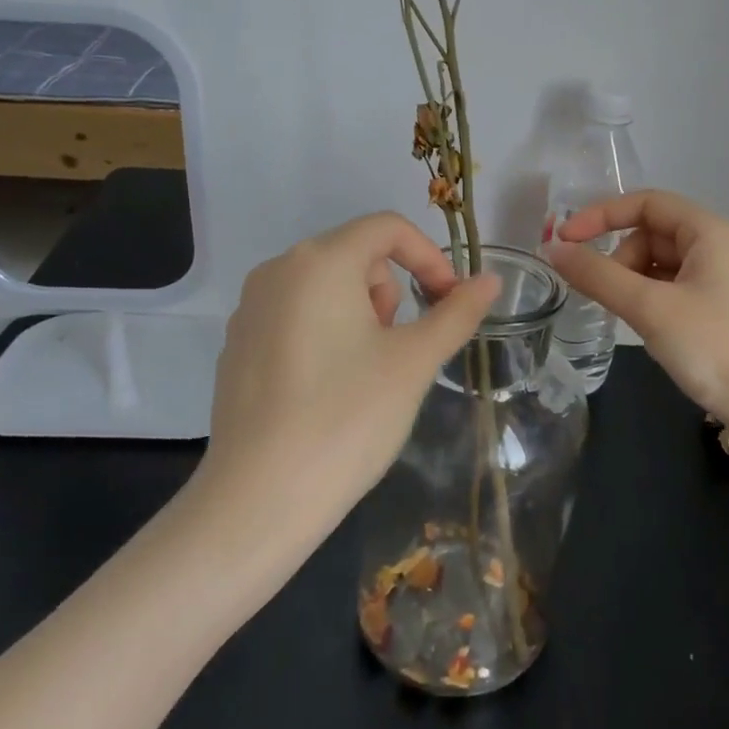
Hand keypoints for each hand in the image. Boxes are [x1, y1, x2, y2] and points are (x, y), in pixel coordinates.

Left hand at [195, 213, 499, 543]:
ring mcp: (250, 308)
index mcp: (320, 261)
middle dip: (391, 291)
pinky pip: (295, 314)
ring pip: (325, 285)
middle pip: (356, 254)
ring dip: (360, 311)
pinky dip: (325, 332)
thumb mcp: (414, 362)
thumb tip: (491, 281)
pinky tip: (328, 389)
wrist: (258, 501)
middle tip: (400, 347)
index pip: (387, 228)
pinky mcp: (238, 344)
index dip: (429, 256)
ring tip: (366, 371)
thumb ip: (457, 312)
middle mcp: (278, 270)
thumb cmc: (348, 418)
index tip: (449, 302)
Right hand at [547, 190, 728, 463]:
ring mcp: (725, 284)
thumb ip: (598, 275)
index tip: (563, 242)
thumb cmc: (719, 349)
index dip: (601, 215)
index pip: (646, 203)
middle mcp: (720, 249)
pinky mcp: (724, 315)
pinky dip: (651, 304)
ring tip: (626, 319)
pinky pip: (675, 293)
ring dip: (633, 284)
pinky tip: (648, 333)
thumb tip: (553, 249)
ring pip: (661, 267)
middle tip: (603, 296)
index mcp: (711, 232)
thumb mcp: (651, 308)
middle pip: (652, 235)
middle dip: (619, 258)